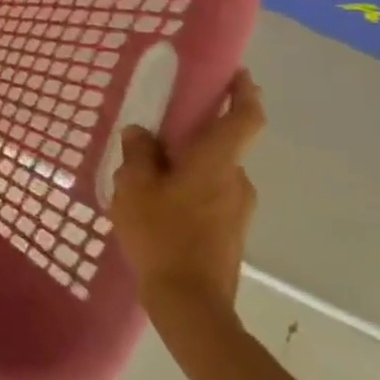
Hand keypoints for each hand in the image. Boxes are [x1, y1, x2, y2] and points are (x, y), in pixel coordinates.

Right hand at [110, 69, 262, 317]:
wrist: (191, 304)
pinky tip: (157, 204)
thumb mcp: (134, 188)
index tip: (238, 74)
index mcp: (216, 163)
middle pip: (221, 146)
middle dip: (194, 135)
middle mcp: (236, 181)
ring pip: (213, 173)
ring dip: (187, 166)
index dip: (245, 93)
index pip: (245, 119)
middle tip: (157, 131)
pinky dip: (188, 189)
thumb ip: (138, 154)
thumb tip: (141, 133)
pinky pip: (210, 196)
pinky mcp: (231, 232)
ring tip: (146, 174)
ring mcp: (238, 210)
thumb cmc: (162, 235)